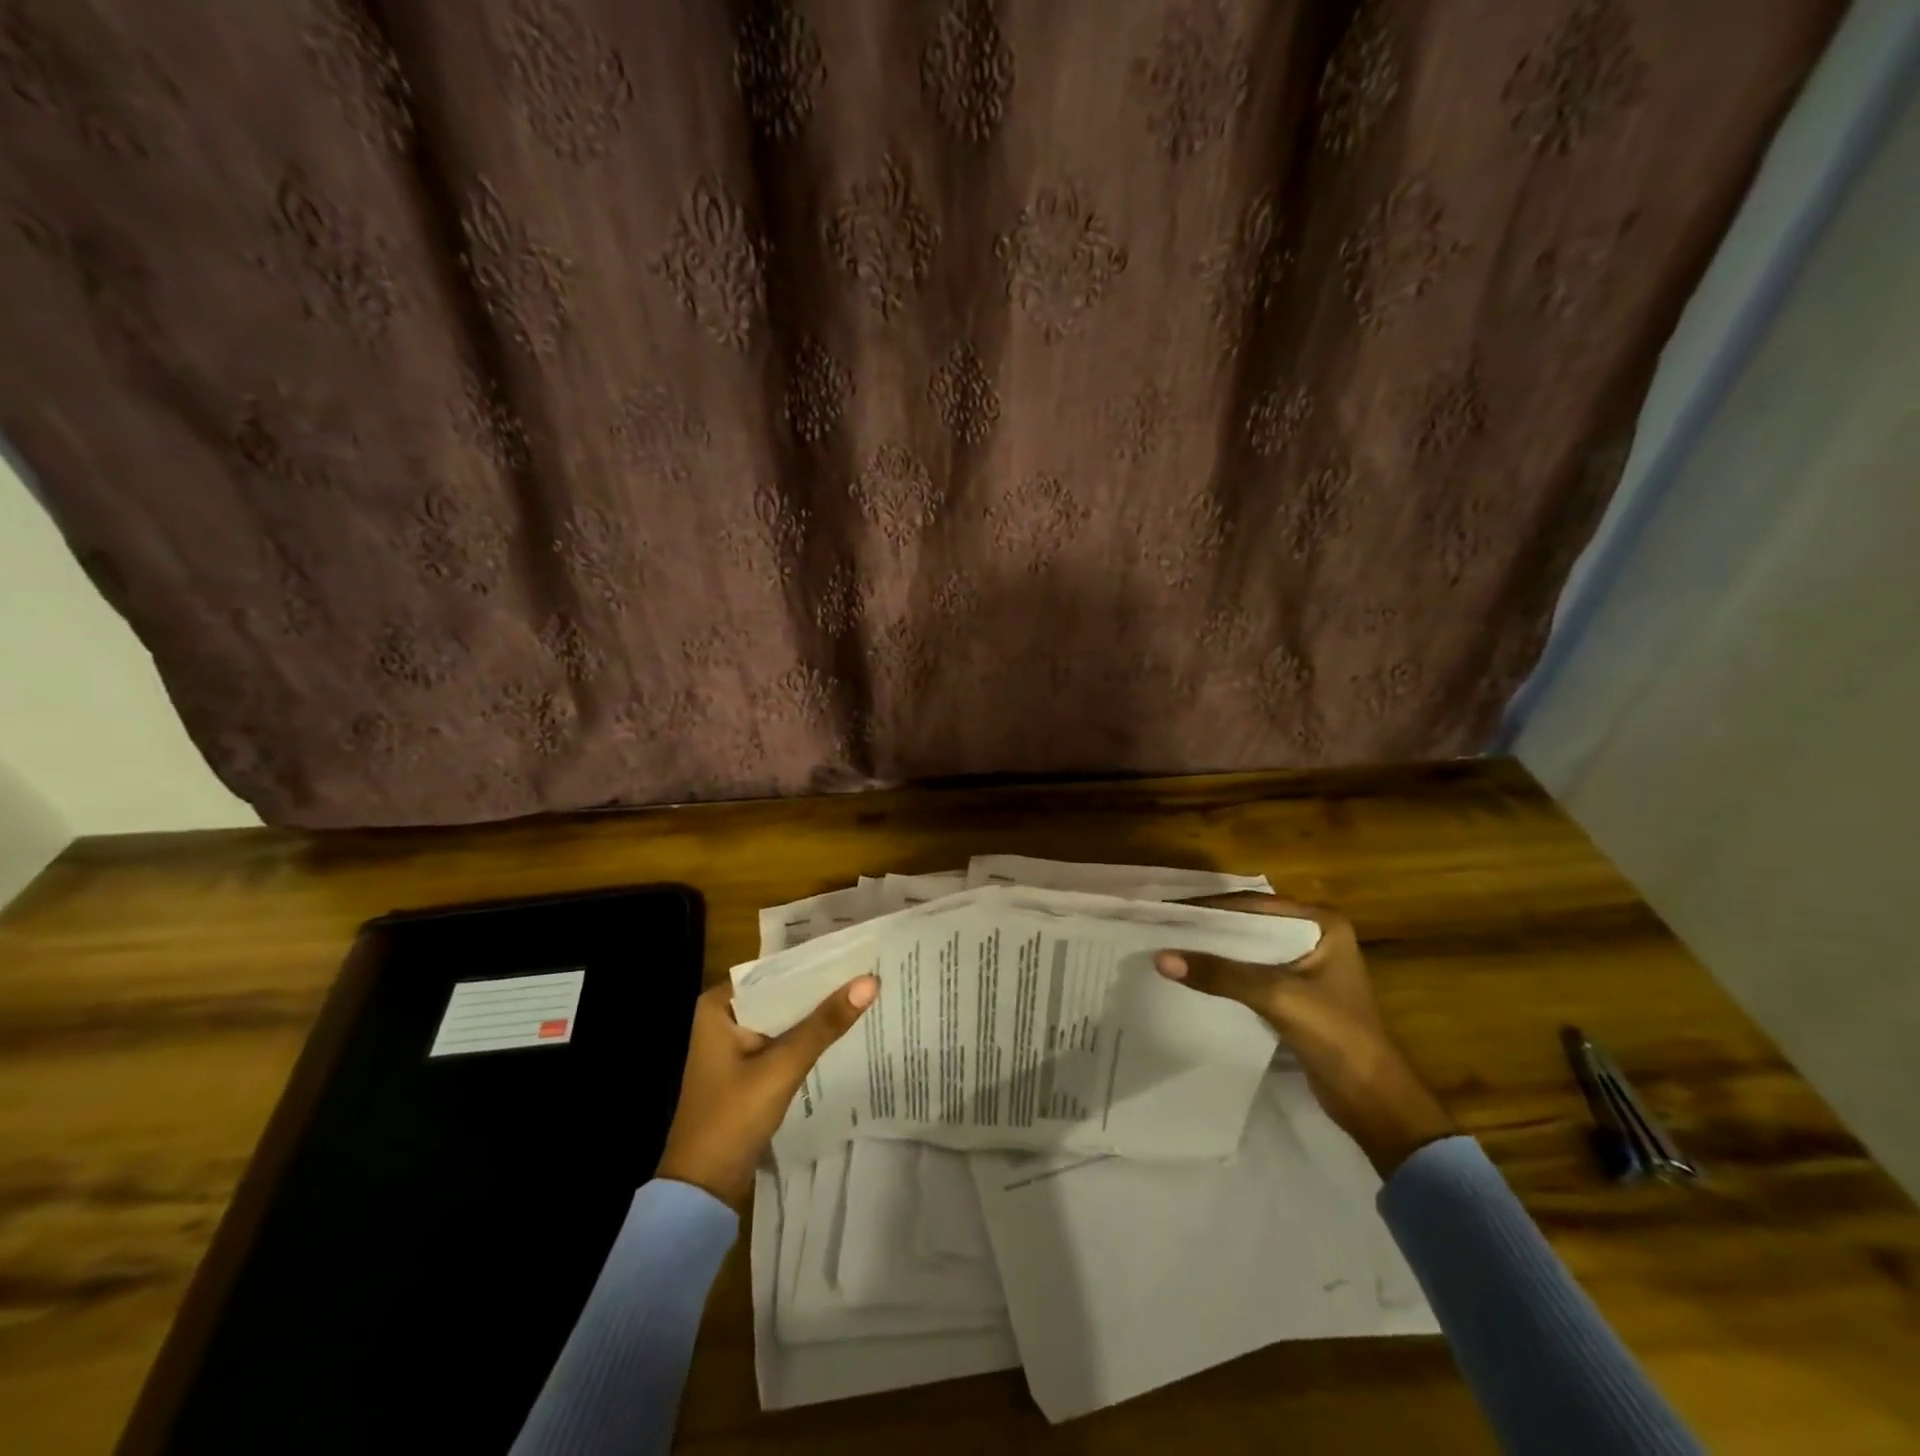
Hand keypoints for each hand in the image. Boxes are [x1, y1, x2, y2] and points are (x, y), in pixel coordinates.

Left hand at [655, 976, 877, 1204]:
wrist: (702, 1189)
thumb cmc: (732, 1119)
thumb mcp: (782, 1067)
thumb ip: (824, 1024)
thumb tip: (869, 981)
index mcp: (719, 1006)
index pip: (775, 970)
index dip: (815, 961)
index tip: (855, 952)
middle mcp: (724, 1017)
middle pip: (781, 993)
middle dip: (820, 987)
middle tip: (868, 971)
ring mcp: (734, 1044)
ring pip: (785, 1017)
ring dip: (816, 1012)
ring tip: (863, 993)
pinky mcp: (747, 1068)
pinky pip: (783, 1040)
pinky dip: (808, 1037)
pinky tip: (841, 1030)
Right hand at [1154, 895, 1453, 1175]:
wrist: (1373, 1101)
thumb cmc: (1337, 1036)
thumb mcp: (1276, 997)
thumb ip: (1220, 975)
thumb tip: (1160, 958)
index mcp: (1321, 922)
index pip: (1253, 904)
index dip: (1209, 907)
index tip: (1167, 910)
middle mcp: (1314, 934)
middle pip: (1249, 922)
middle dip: (1208, 926)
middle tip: (1162, 927)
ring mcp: (1306, 963)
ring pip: (1248, 947)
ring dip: (1214, 949)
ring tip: (1169, 947)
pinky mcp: (1296, 990)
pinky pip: (1251, 970)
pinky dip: (1225, 971)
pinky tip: (1194, 974)